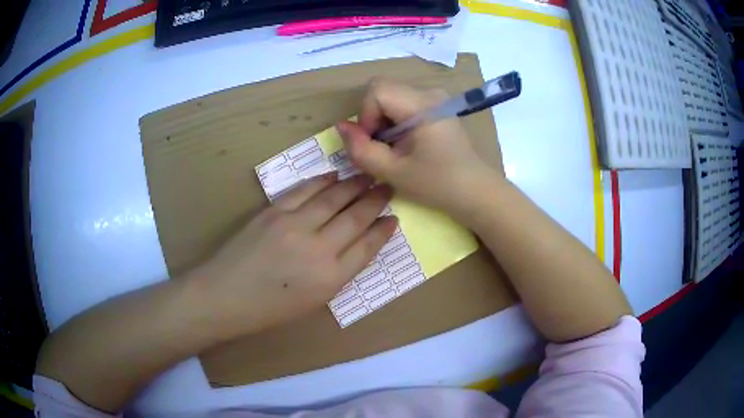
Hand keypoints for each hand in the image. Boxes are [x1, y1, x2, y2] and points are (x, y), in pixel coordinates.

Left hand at [191, 174, 396, 336]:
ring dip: (354, 184)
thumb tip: (355, 246)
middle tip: (387, 187)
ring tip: (368, 176)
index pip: (367, 246)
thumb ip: (338, 273)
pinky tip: (334, 175)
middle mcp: (318, 248)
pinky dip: (322, 180)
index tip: (394, 217)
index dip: (383, 230)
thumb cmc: (270, 309)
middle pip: (355, 216)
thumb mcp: (314, 302)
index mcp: (330, 278)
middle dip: (375, 200)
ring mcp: (294, 225)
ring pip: (333, 197)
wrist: (225, 296)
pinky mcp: (274, 211)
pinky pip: (305, 189)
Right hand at [336, 78, 504, 218]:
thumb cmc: (437, 184)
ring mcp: (434, 97)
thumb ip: (361, 149)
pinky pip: (402, 103)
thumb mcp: (393, 172)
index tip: (375, 144)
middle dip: (372, 119)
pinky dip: (394, 122)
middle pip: (382, 90)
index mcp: (422, 104)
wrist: (475, 191)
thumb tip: (340, 126)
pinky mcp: (436, 106)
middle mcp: (429, 92)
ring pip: (390, 96)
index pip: (376, 90)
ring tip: (395, 149)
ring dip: (382, 122)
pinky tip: (406, 144)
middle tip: (383, 149)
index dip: (366, 116)